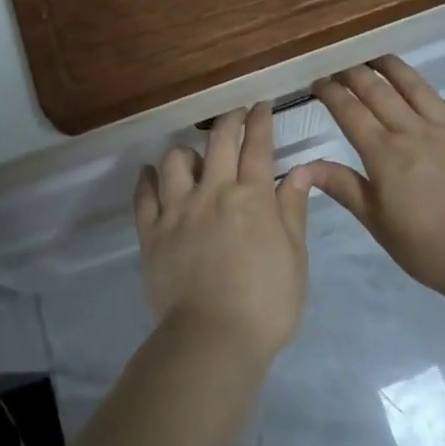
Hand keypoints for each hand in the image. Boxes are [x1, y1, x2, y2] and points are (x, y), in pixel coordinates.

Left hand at [134, 104, 314, 363]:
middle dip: (229, 120)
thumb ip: (293, 210)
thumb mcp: (295, 258)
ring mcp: (178, 209)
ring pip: (175, 160)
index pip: (257, 146)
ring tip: (193, 158)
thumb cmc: (266, 304)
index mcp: (252, 197)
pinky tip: (150, 173)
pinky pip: (144, 194)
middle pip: (219, 142)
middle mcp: (213, 192)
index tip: (261, 105)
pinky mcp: (151, 231)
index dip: (260, 121)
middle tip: (236, 113)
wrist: (213, 339)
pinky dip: (147, 179)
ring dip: (187, 151)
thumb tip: (300, 171)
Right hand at [304, 57, 444, 302]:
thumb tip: (300, 166)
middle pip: (379, 91)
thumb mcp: (378, 223)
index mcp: (385, 153)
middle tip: (342, 64)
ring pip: (418, 88)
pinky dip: (444, 101)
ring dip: (395, 69)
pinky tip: (440, 104)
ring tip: (380, 59)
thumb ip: (343, 187)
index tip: (317, 81)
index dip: (331, 92)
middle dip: (355, 73)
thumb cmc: (430, 249)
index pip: (350, 111)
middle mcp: (415, 131)